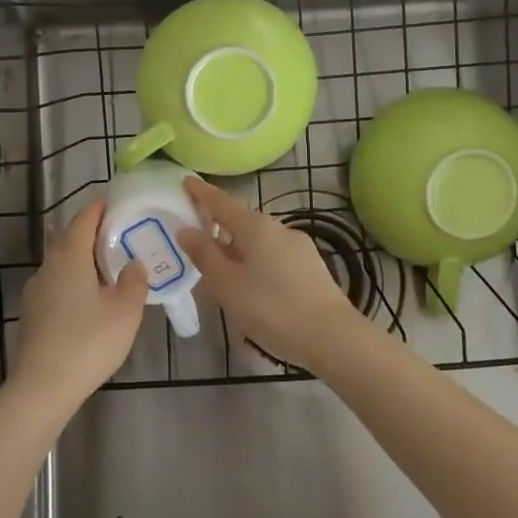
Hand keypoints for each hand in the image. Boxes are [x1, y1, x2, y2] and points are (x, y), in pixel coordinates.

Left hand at [11, 199, 148, 408]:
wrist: (42, 387)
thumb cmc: (88, 343)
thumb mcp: (125, 312)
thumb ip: (133, 282)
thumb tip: (133, 264)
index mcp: (70, 257)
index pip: (84, 219)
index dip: (100, 208)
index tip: (117, 204)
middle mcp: (48, 266)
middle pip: (69, 238)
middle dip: (91, 232)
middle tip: (119, 236)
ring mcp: (35, 290)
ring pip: (61, 263)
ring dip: (82, 259)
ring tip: (108, 269)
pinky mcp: (31, 313)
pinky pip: (56, 284)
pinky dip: (73, 280)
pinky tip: (88, 300)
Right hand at [177, 178, 369, 373]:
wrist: (332, 336)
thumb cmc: (271, 308)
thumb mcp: (227, 284)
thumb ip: (204, 254)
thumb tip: (186, 229)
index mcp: (255, 226)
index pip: (221, 201)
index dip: (201, 192)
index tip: (186, 180)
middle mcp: (278, 228)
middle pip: (241, 220)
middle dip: (219, 225)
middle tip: (197, 237)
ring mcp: (298, 246)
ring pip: (259, 240)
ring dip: (238, 247)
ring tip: (222, 269)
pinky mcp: (311, 266)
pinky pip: (274, 255)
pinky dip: (257, 261)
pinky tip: (253, 285)